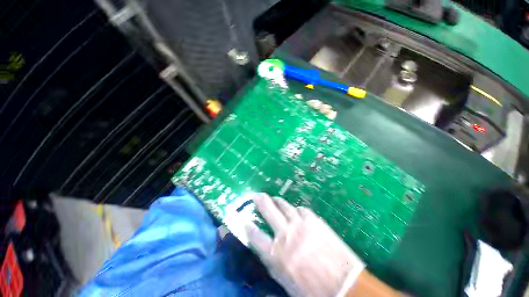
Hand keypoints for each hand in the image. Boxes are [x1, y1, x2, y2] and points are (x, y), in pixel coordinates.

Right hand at [245, 193, 364, 296]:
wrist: (344, 285)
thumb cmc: (312, 291)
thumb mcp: (285, 282)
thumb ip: (273, 264)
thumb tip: (266, 252)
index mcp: (276, 254)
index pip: (255, 235)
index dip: (248, 226)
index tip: (244, 220)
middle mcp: (286, 234)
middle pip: (268, 209)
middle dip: (260, 200)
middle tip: (256, 195)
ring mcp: (300, 223)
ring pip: (284, 205)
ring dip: (277, 201)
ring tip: (274, 199)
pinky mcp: (314, 220)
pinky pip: (300, 209)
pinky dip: (295, 209)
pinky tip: (295, 211)